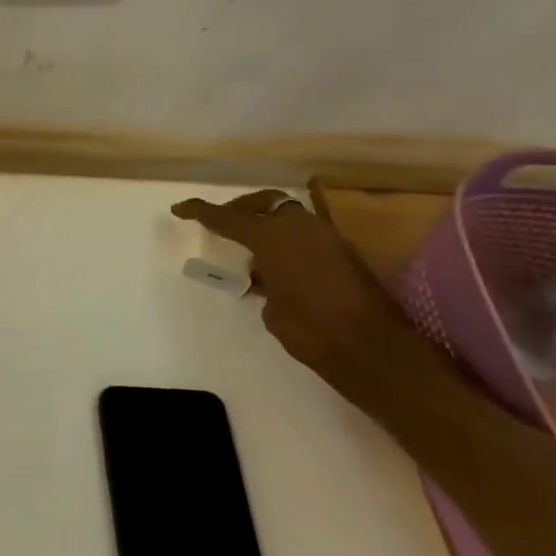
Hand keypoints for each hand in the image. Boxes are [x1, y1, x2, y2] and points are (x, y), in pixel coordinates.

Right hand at [172, 191, 445, 407]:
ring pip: (291, 217)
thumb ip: (264, 283)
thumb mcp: (273, 310)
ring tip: (254, 254)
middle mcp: (301, 229)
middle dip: (242, 208)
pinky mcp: (347, 255)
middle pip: (266, 203)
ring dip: (269, 226)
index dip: (200, 212)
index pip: (228, 218)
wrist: (375, 352)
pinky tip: (281, 270)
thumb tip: (267, 277)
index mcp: (274, 238)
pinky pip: (308, 237)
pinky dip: (290, 243)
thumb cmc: (312, 332)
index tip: (180, 209)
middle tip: (224, 221)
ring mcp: (329, 239)